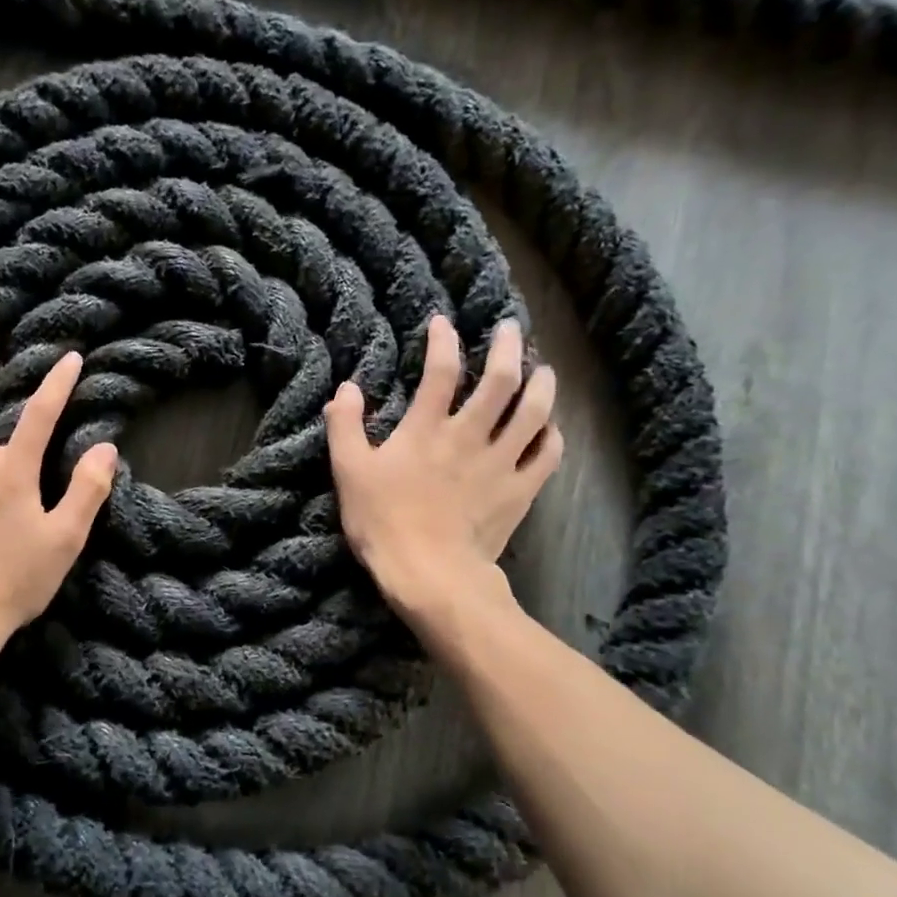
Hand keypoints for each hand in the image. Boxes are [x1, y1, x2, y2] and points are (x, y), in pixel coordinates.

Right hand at [326, 314, 562, 626]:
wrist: (430, 574)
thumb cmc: (383, 522)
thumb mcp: (348, 472)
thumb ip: (345, 426)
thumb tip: (347, 387)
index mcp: (426, 429)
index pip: (440, 370)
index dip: (443, 341)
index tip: (443, 322)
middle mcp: (469, 436)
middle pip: (500, 381)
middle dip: (508, 348)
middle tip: (511, 329)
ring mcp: (500, 463)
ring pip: (534, 412)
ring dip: (542, 384)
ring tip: (544, 370)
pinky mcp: (520, 491)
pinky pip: (547, 456)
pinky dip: (552, 437)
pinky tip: (550, 428)